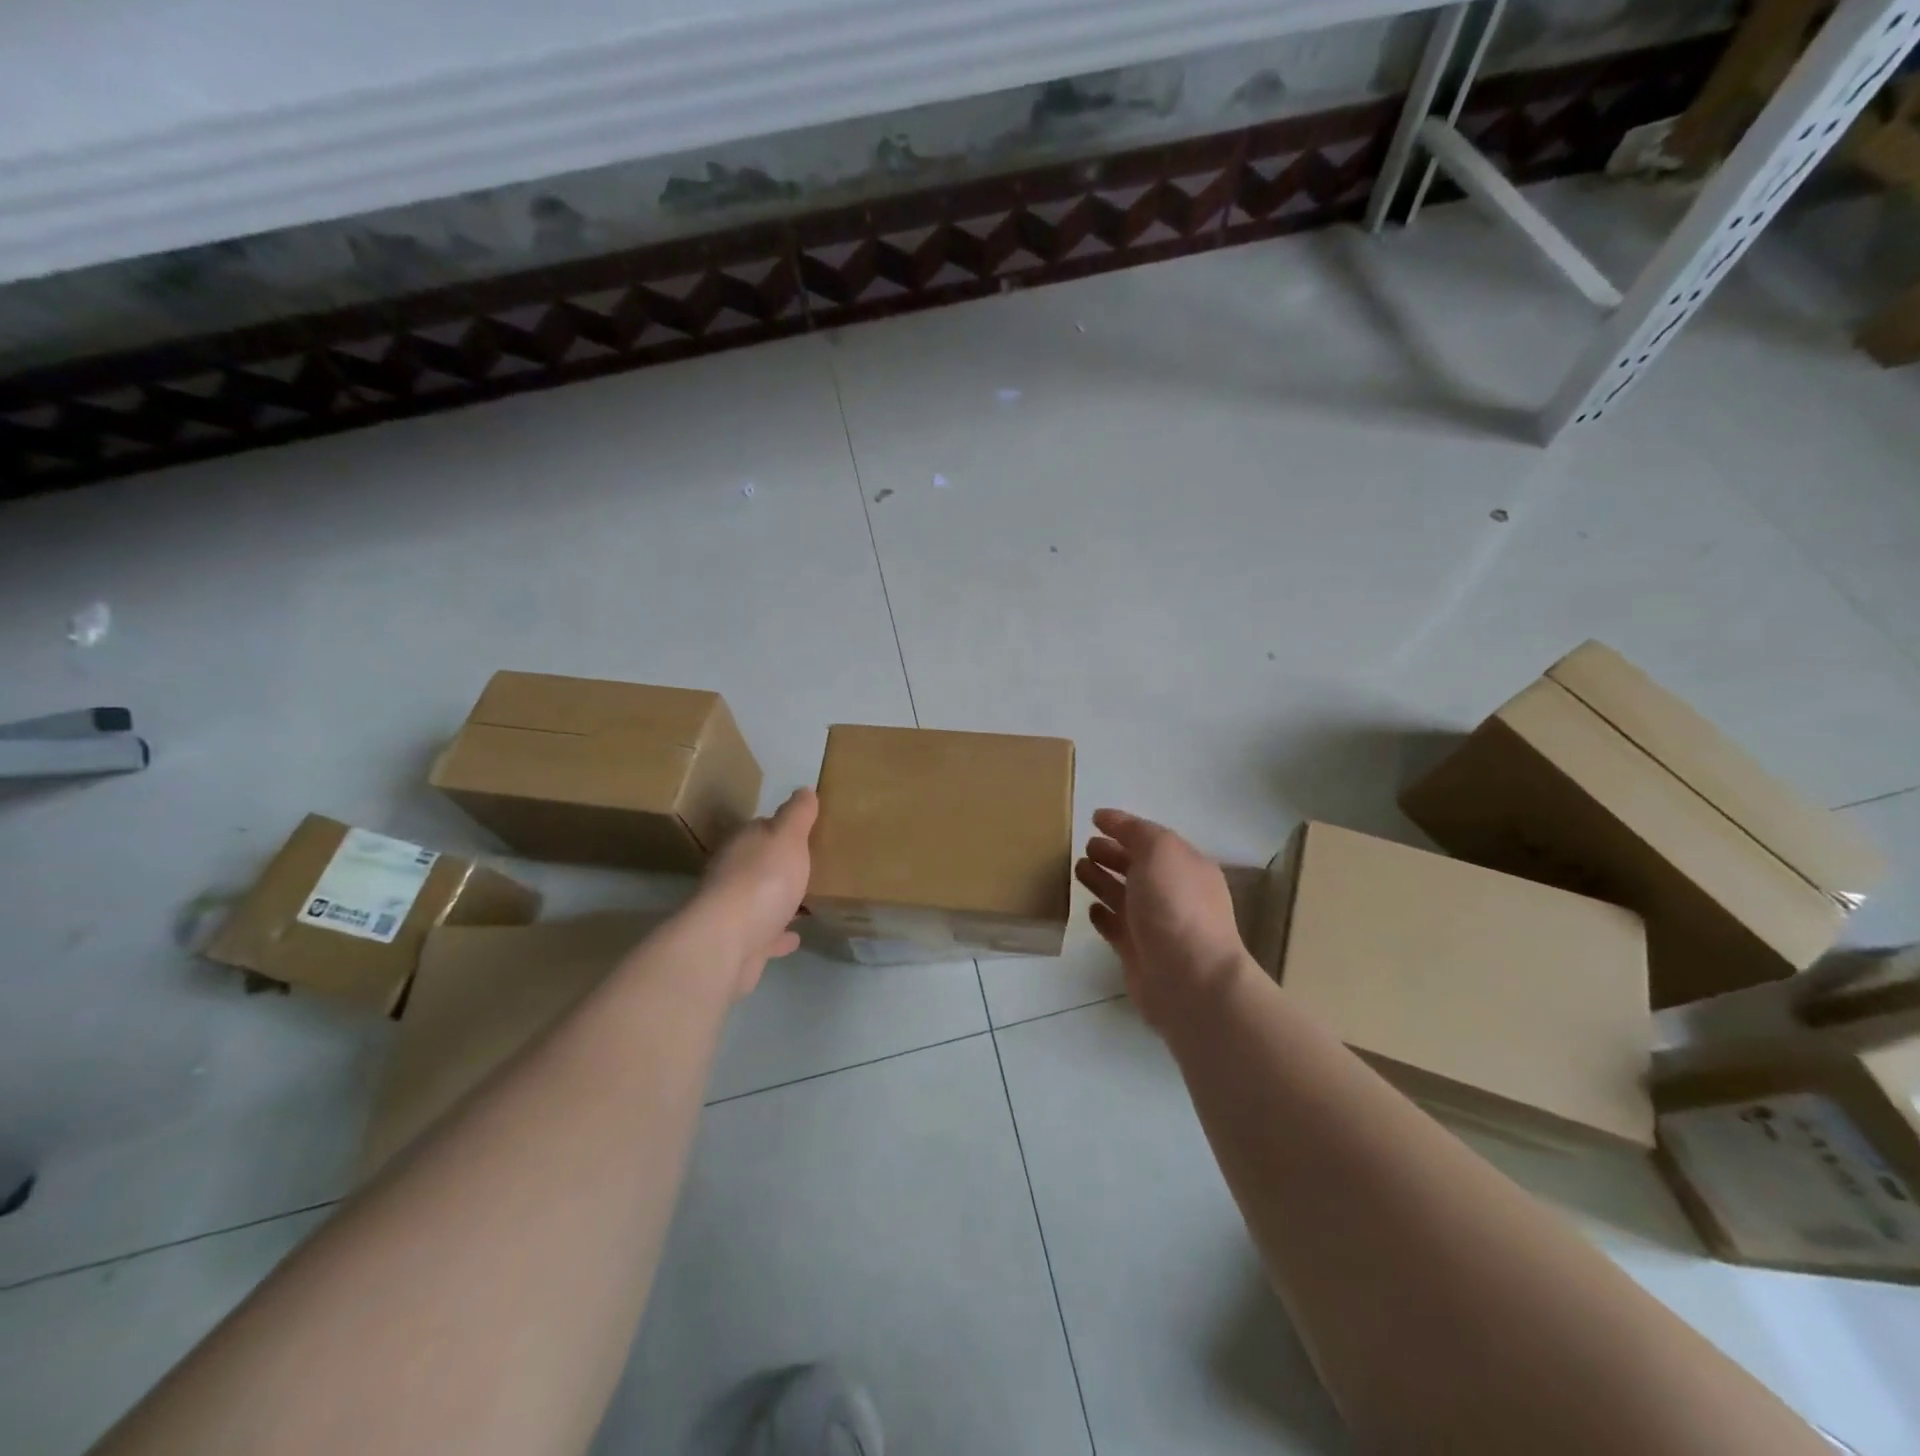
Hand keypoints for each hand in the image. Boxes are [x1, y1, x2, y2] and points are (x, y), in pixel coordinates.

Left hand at [697, 788, 817, 999]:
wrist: (727, 943)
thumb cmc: (762, 880)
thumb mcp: (787, 836)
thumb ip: (797, 814)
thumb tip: (804, 789)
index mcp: (744, 844)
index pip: (763, 828)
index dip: (785, 828)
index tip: (809, 831)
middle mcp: (733, 874)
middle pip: (760, 864)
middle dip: (782, 864)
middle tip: (814, 865)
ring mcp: (734, 912)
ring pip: (762, 900)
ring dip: (781, 899)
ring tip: (808, 900)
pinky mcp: (740, 945)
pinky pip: (765, 935)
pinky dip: (779, 935)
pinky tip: (796, 937)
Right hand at [1076, 808, 1248, 1029]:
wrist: (1189, 979)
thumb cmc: (1176, 905)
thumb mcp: (1160, 851)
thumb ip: (1135, 832)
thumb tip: (1109, 819)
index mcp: (1185, 866)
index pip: (1150, 839)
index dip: (1123, 827)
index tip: (1094, 818)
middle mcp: (1173, 894)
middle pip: (1137, 867)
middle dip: (1112, 854)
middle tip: (1084, 846)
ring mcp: (1156, 925)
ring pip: (1123, 896)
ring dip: (1102, 881)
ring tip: (1077, 869)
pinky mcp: (1138, 953)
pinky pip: (1116, 928)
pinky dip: (1103, 916)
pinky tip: (1089, 908)